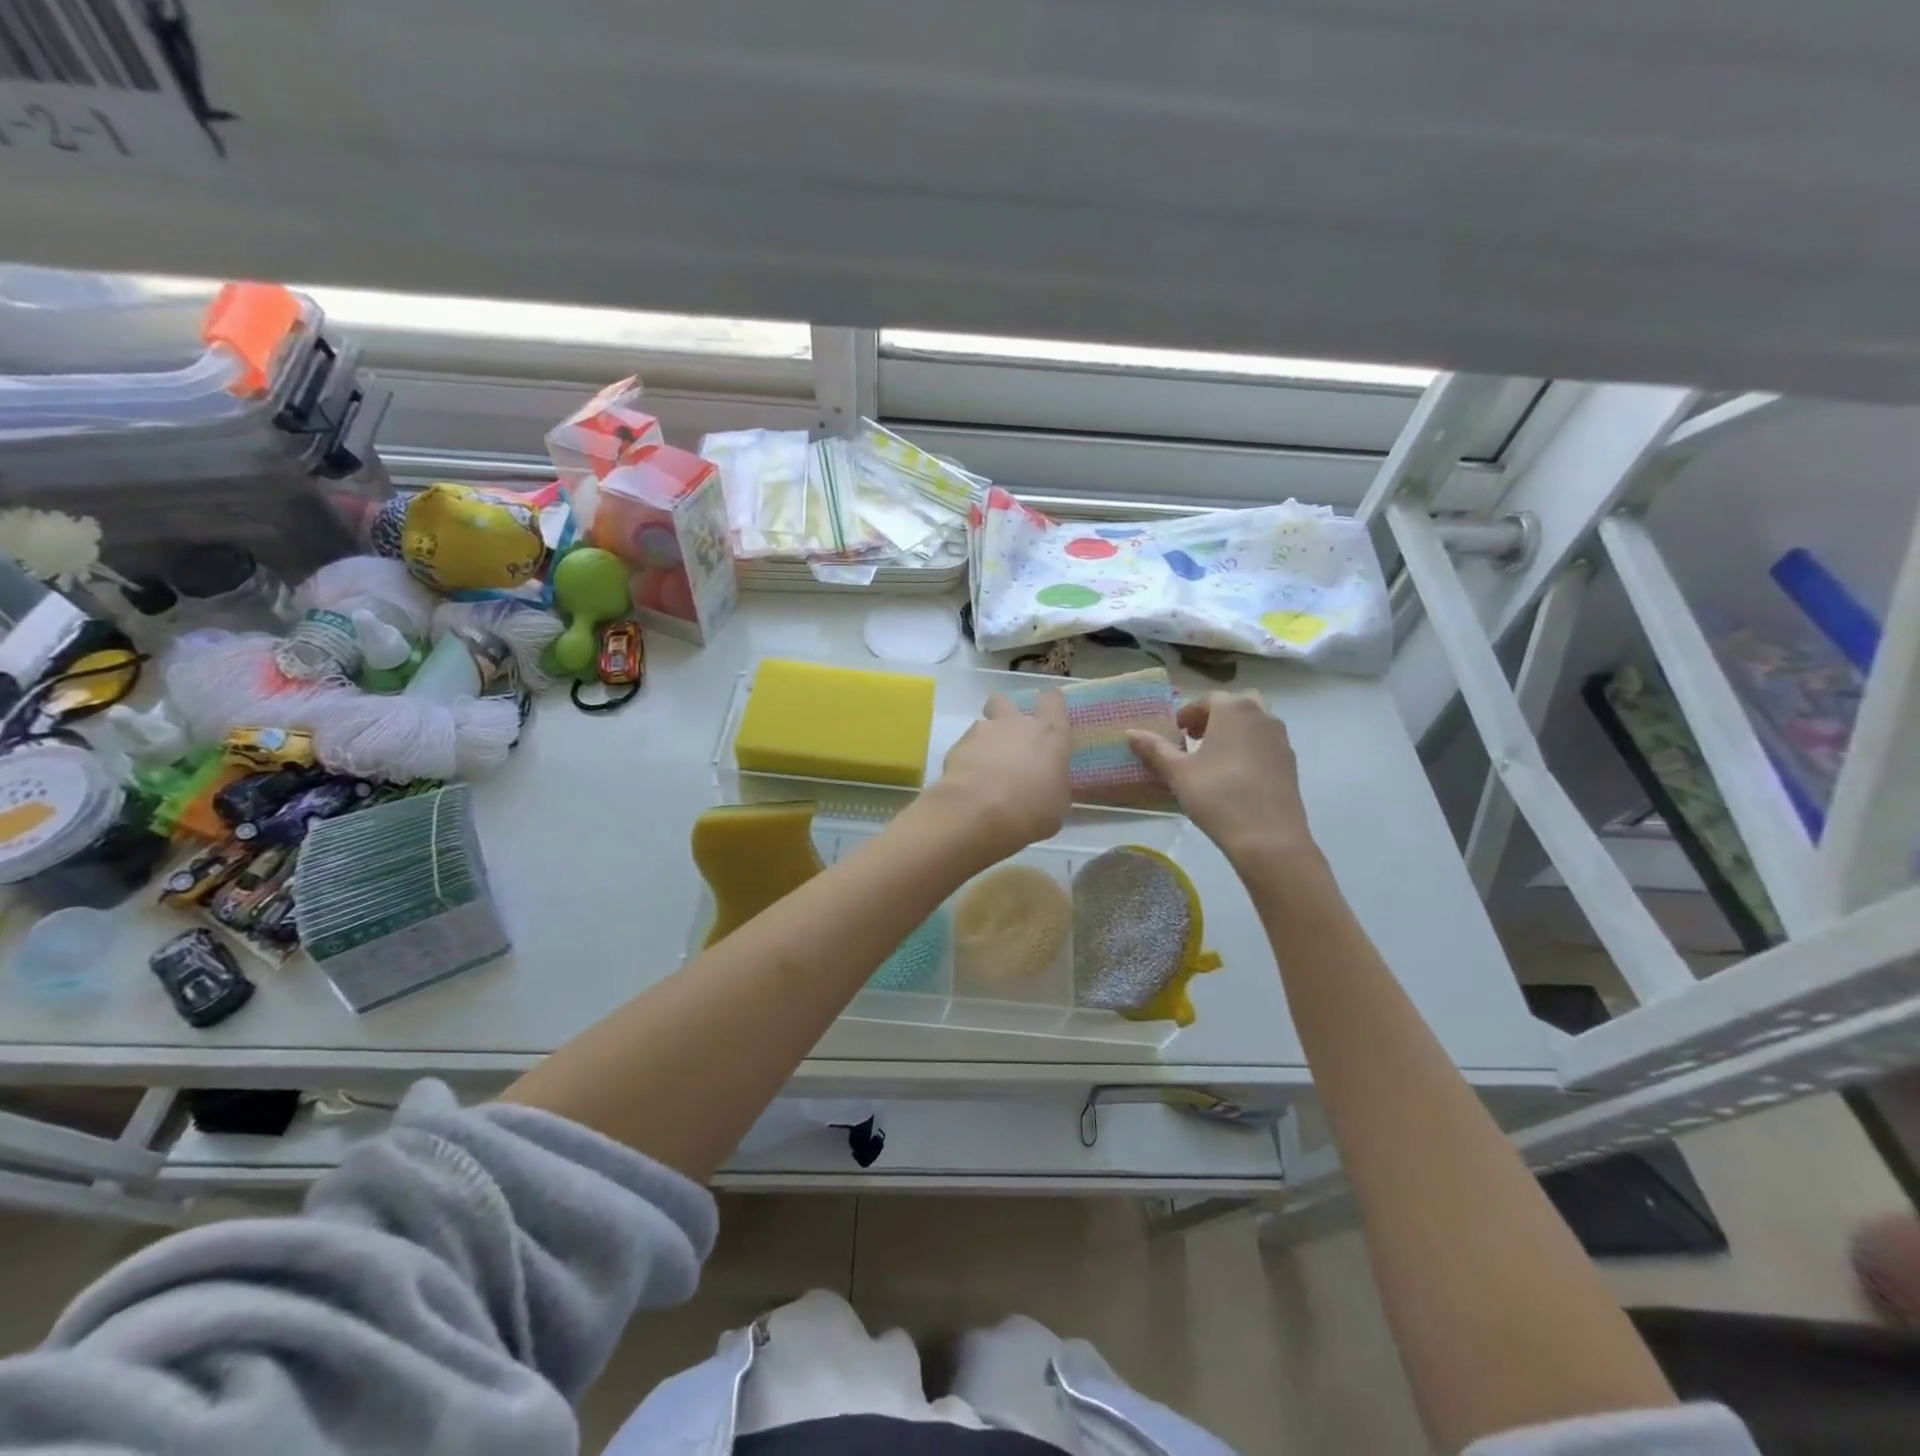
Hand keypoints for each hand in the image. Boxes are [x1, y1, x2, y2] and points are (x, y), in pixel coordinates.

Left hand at [926, 690, 1071, 863]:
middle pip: (1006, 701)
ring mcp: (984, 731)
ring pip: (983, 725)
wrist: (978, 811)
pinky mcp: (958, 745)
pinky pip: (965, 747)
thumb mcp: (1057, 804)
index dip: (1050, 704)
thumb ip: (1055, 784)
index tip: (1048, 715)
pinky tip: (969, 782)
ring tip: (984, 769)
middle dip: (1004, 714)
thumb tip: (1050, 784)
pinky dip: (967, 760)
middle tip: (1007, 738)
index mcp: (1049, 733)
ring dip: (985, 742)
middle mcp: (1016, 723)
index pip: (1053, 700)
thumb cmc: (1030, 809)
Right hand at [1128, 692, 1318, 868]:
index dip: (1190, 713)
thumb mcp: (1178, 773)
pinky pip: (1266, 744)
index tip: (1177, 732)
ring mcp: (1280, 739)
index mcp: (1233, 710)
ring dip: (1234, 731)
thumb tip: (1130, 733)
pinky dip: (1250, 748)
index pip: (1209, 699)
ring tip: (1214, 758)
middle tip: (1197, 738)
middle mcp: (1261, 716)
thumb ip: (1155, 749)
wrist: (1268, 836)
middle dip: (1216, 716)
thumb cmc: (1217, 795)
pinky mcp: (1290, 763)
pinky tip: (1235, 776)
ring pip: (1255, 723)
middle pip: (1237, 704)